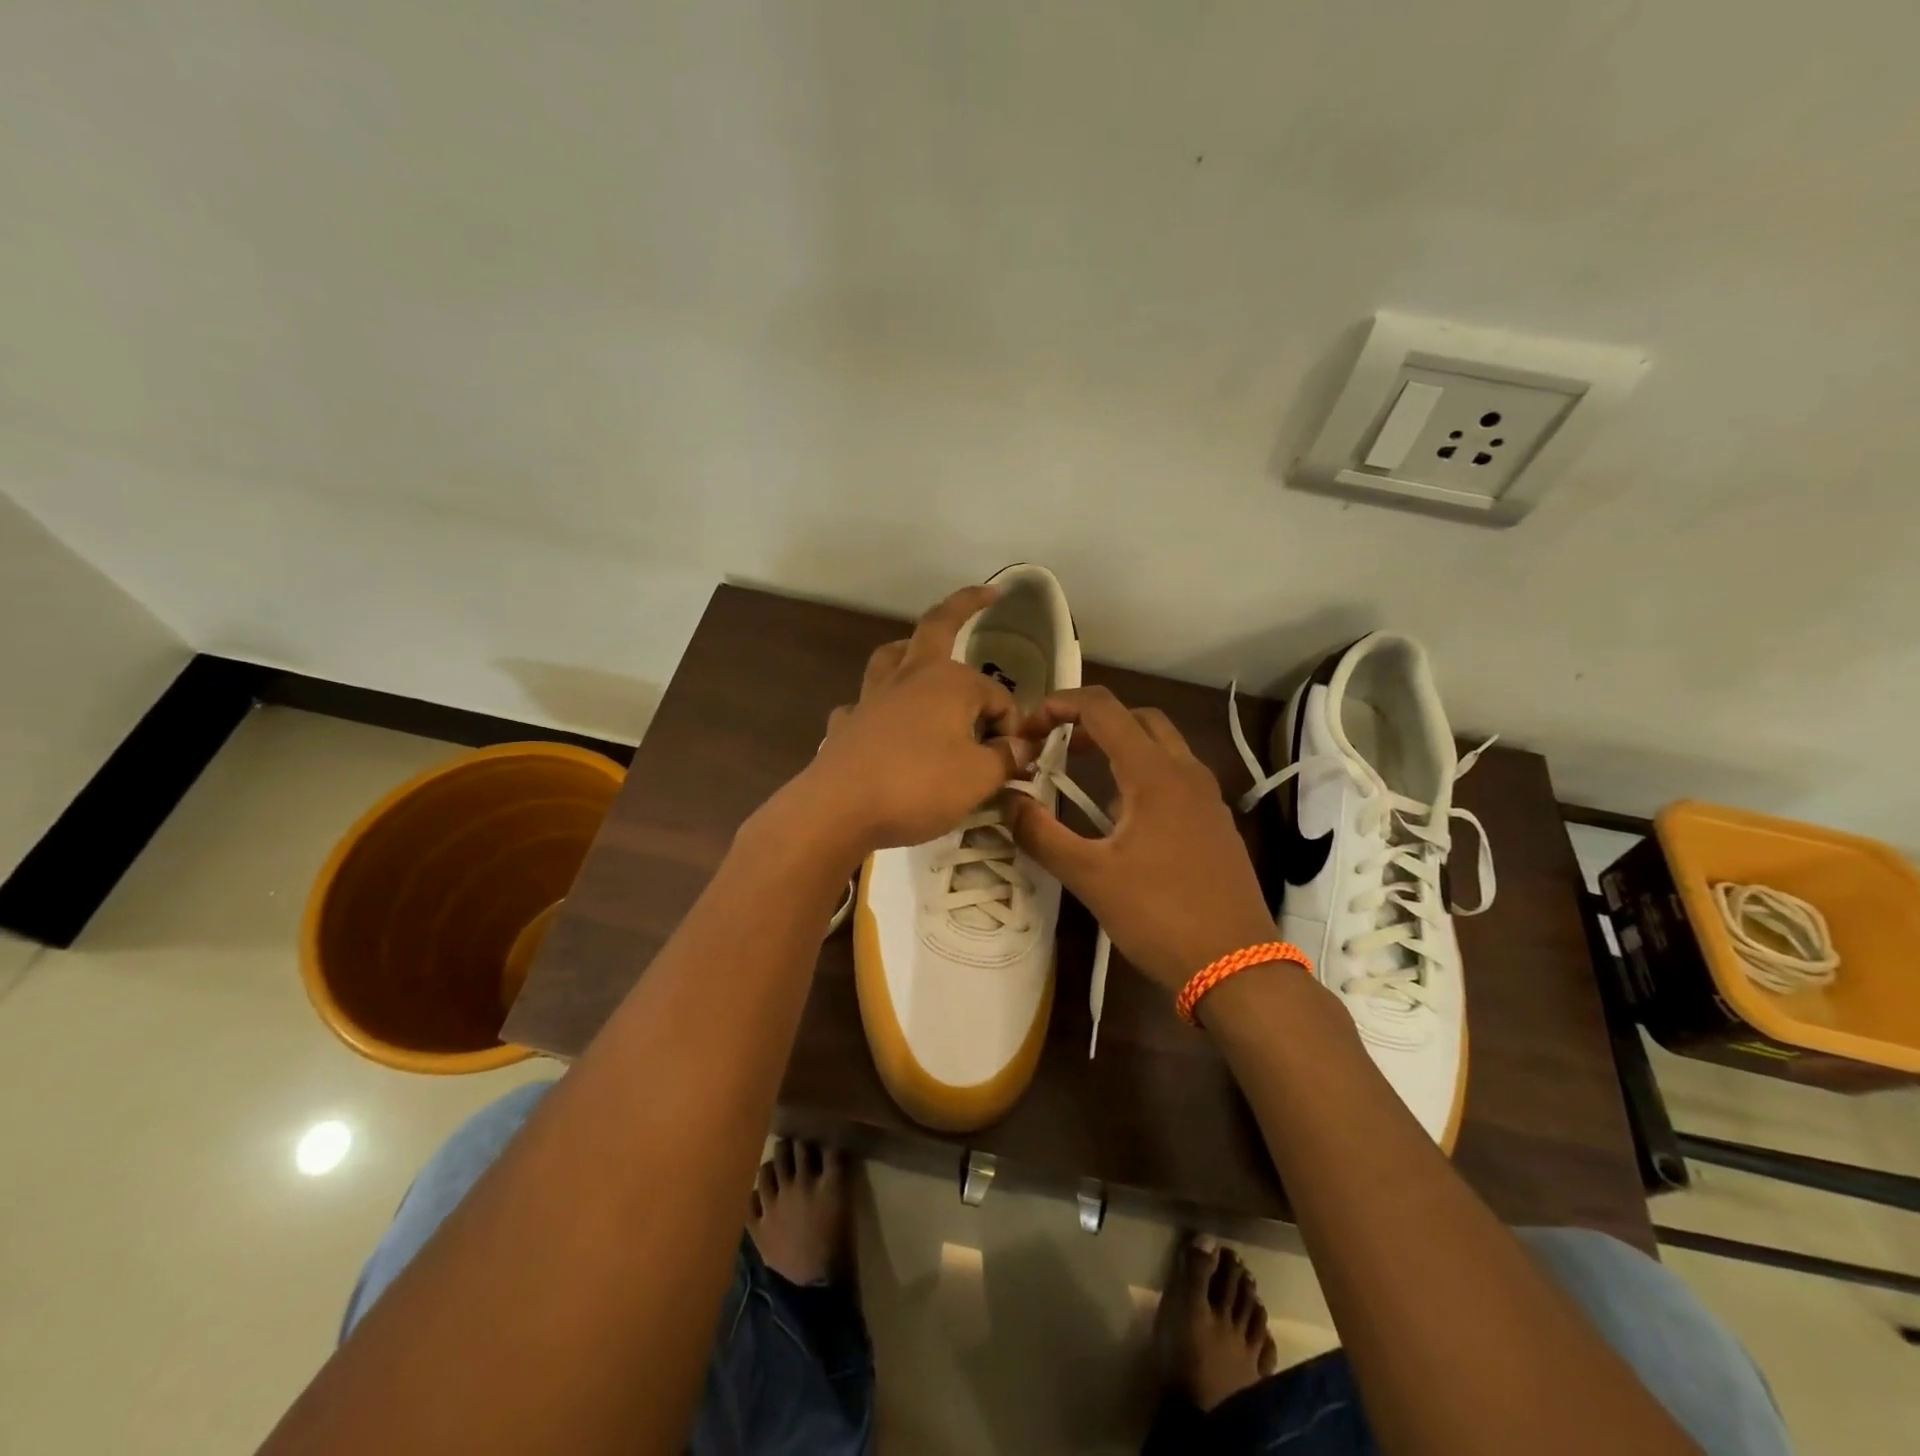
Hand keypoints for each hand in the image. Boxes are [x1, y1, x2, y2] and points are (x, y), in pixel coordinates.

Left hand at [795, 585, 1022, 853]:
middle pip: (938, 627)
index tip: (1012, 761)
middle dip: (965, 605)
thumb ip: (1006, 758)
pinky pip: (865, 704)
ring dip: (909, 649)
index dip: (1010, 727)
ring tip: (919, 655)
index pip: (997, 697)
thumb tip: (1022, 746)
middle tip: (985, 594)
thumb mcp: (979, 778)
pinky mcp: (847, 725)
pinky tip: (882, 723)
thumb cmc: (918, 786)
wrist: (839, 809)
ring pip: (891, 656)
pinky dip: (877, 707)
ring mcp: (872, 698)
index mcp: (950, 682)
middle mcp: (910, 677)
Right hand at [1006, 687, 1275, 990]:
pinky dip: (1142, 774)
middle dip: (1093, 721)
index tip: (1028, 730)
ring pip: (1161, 746)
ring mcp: (1207, 797)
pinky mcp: (1215, 822)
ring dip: (1120, 747)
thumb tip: (1009, 802)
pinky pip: (1175, 776)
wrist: (1237, 966)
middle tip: (1059, 747)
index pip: (1103, 708)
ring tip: (1084, 780)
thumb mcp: (1090, 877)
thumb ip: (1042, 834)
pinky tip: (1122, 820)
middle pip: (1137, 717)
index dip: (1059, 705)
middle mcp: (1186, 772)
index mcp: (1154, 773)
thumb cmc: (1160, 916)